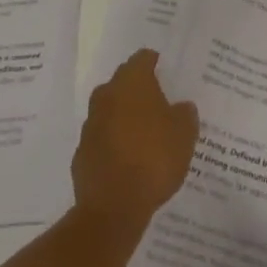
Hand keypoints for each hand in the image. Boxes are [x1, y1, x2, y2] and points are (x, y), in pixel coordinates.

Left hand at [72, 50, 198, 235]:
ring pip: (111, 110)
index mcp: (132, 82)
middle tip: (159, 105)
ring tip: (144, 136)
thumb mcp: (185, 134)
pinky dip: (113, 143)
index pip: (143, 58)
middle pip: (124, 82)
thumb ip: (185, 114)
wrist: (112, 208)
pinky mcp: (82, 153)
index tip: (168, 75)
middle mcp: (107, 95)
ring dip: (124, 117)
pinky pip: (102, 139)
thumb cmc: (154, 159)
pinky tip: (127, 161)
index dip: (156, 64)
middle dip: (139, 91)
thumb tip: (181, 107)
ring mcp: (90, 124)